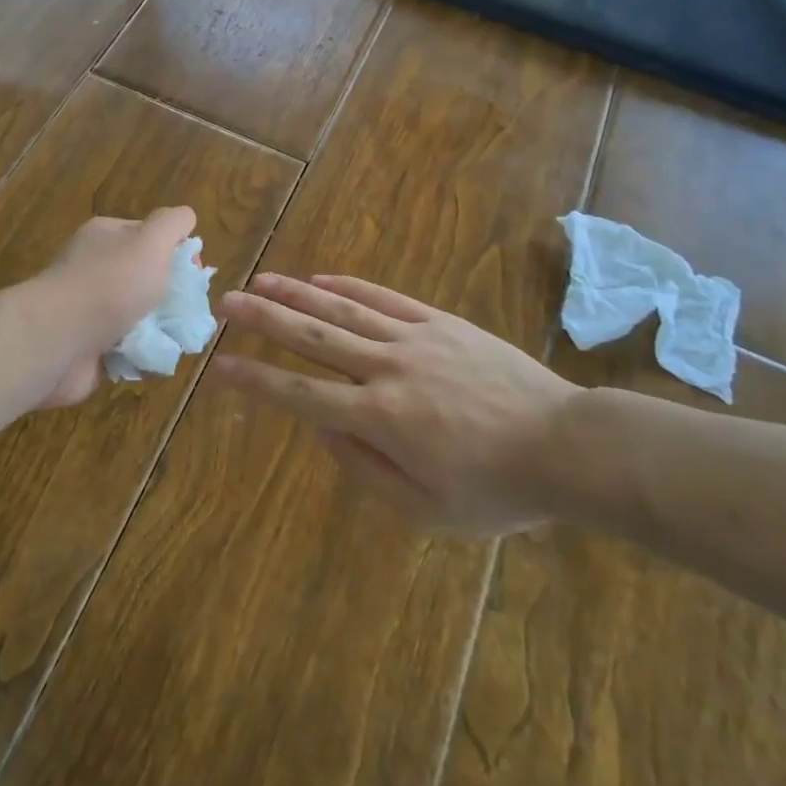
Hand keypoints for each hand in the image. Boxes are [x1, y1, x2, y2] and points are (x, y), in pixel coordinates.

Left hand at [30, 207, 196, 407]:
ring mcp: (90, 310)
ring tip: (177, 342)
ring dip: (161, 331)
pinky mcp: (88, 348)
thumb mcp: (151, 242)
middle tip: (189, 313)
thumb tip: (186, 217)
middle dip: (172, 297)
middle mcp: (95, 269)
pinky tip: (154, 362)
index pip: (149, 236)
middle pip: (147, 279)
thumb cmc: (110, 284)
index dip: (177, 252)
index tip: (194, 275)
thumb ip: (172, 223)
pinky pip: (127, 351)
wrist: (57, 341)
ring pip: (140, 318)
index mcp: (106, 237)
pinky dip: (143, 358)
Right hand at [215, 273, 577, 534]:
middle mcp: (387, 369)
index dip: (258, 380)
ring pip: (342, 308)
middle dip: (265, 319)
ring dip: (297, 293)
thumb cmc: (496, 489)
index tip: (221, 366)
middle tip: (226, 301)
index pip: (303, 395)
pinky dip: (348, 285)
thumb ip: (366, 468)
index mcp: (381, 419)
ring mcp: (413, 338)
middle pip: (313, 337)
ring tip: (261, 280)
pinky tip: (321, 277)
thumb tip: (321, 427)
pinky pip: (384, 297)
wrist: (564, 445)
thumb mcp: (427, 509)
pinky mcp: (438, 320)